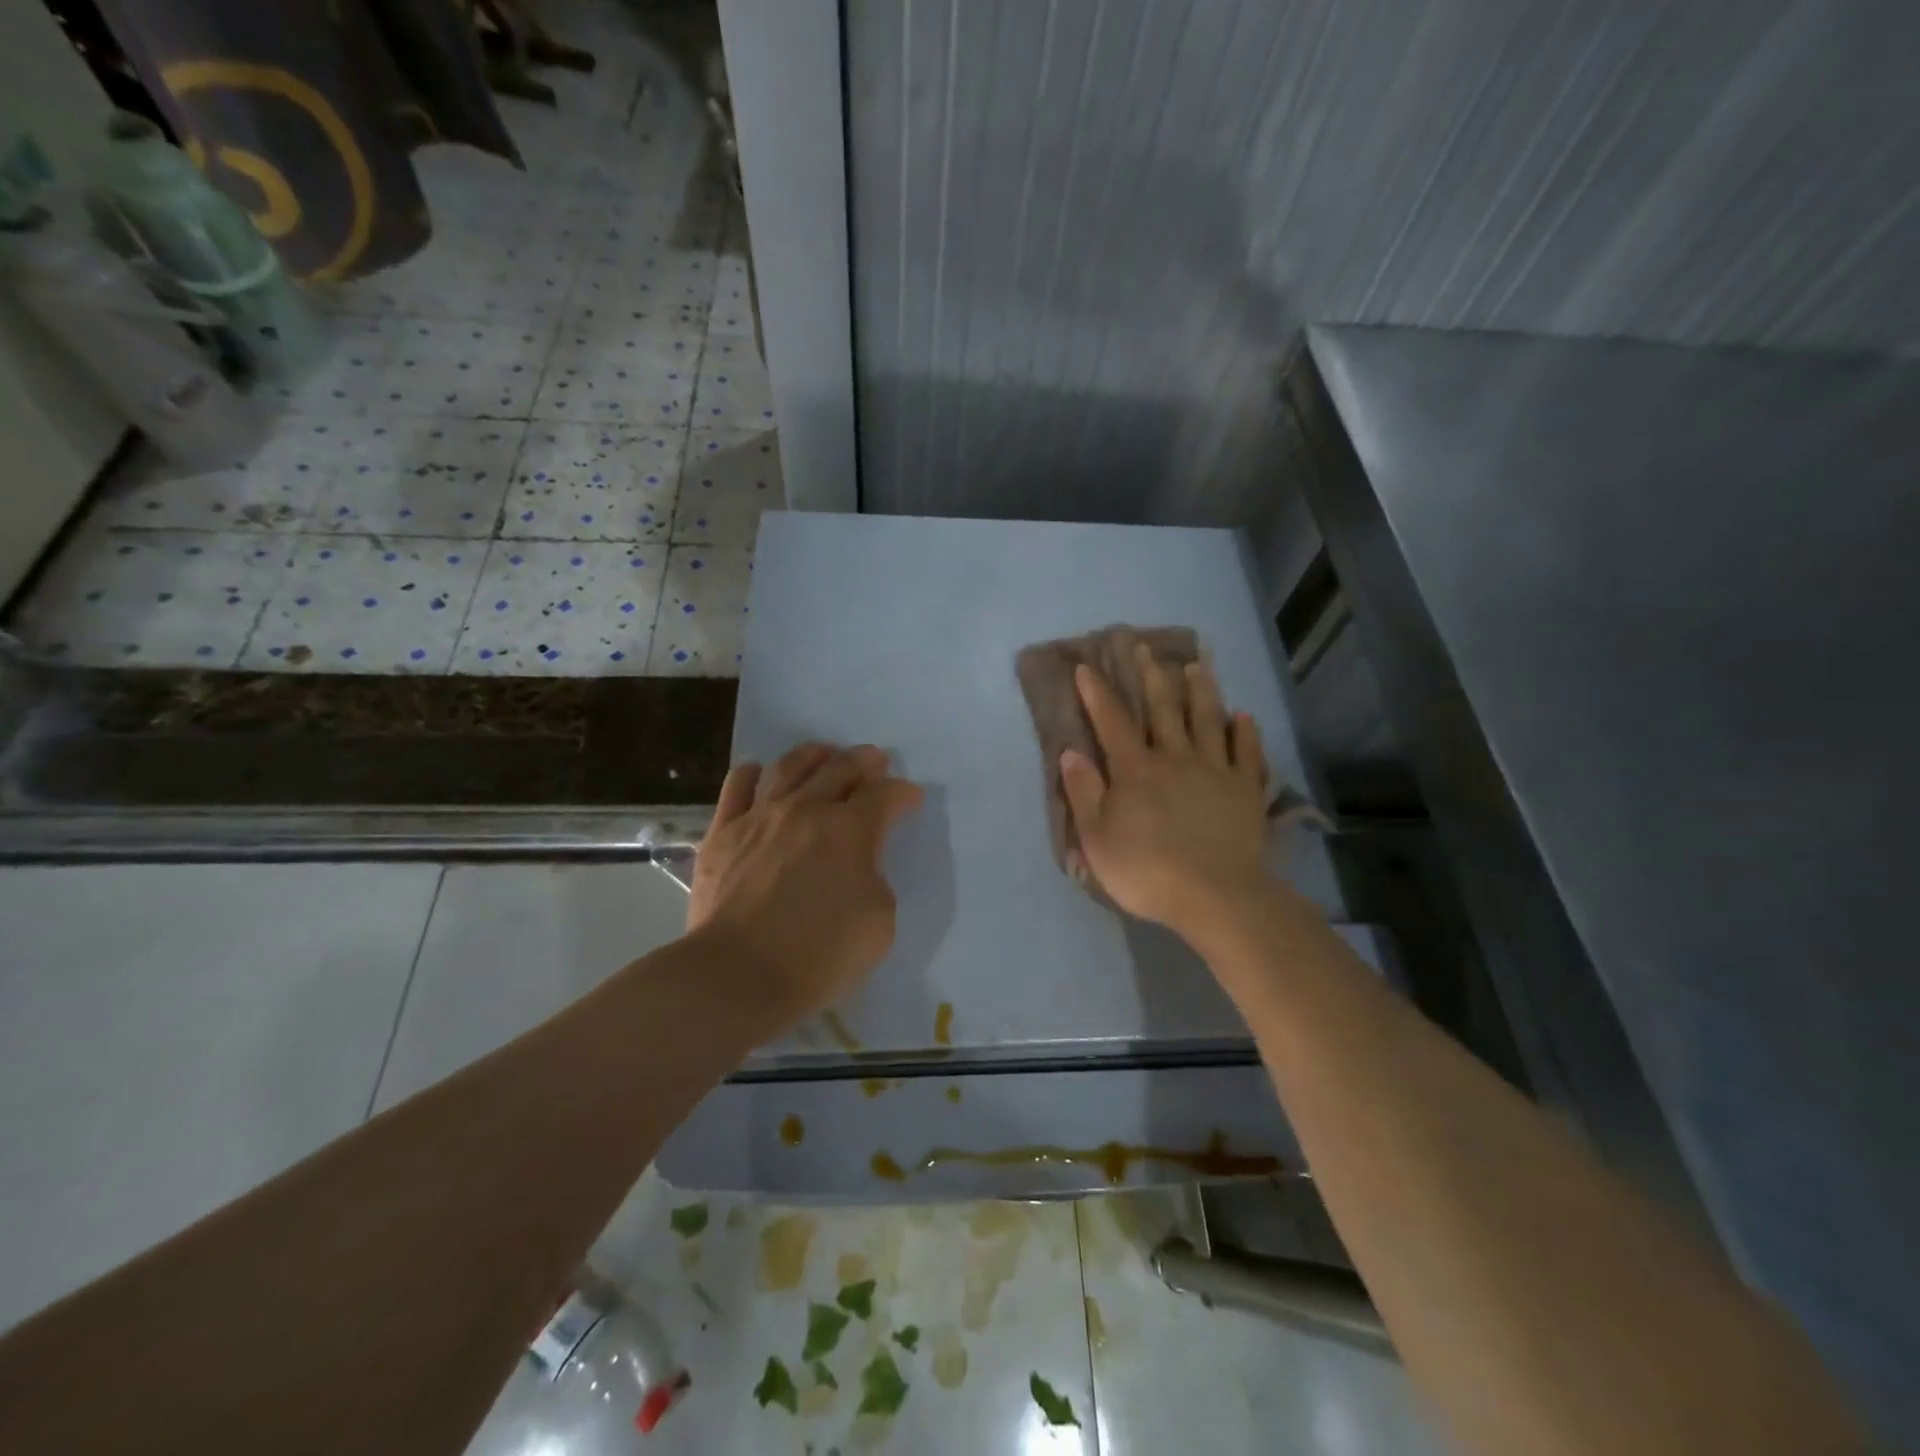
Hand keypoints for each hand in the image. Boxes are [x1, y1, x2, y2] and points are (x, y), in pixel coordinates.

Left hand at [687, 742, 923, 1023]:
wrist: (736, 975)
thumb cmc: (818, 956)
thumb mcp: (879, 924)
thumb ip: (875, 881)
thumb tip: (858, 866)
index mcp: (850, 830)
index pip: (885, 795)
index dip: (903, 793)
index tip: (910, 799)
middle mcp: (806, 809)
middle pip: (840, 768)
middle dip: (865, 762)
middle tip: (875, 761)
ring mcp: (759, 817)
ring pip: (789, 766)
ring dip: (814, 755)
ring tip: (824, 754)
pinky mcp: (722, 833)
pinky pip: (737, 787)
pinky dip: (752, 774)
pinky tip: (759, 773)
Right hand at [1060, 646, 1272, 941]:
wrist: (1215, 896)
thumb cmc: (1147, 870)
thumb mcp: (1097, 838)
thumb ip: (1084, 792)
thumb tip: (1071, 751)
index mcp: (1135, 770)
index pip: (1112, 722)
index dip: (1097, 693)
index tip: (1086, 666)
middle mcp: (1175, 758)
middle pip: (1163, 710)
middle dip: (1151, 676)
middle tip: (1145, 647)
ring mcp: (1215, 770)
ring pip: (1207, 720)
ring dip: (1201, 691)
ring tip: (1197, 665)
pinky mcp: (1246, 789)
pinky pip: (1246, 752)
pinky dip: (1245, 732)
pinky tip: (1243, 716)